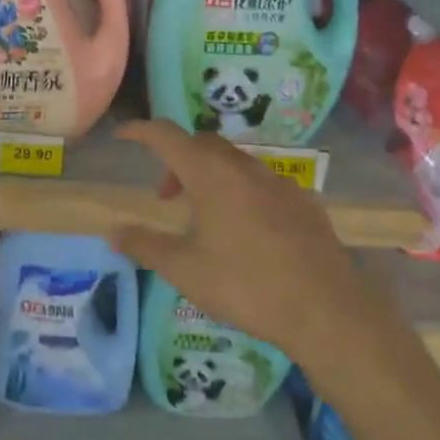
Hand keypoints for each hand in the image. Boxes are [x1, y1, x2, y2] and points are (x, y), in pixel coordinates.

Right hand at [112, 121, 382, 370]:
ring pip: (235, 162)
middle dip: (177, 159)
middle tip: (165, 197)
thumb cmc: (246, 286)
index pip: (167, 136)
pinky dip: (241, 191)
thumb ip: (145, 246)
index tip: (123, 135)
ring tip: (203, 217)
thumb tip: (113, 231)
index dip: (141, 131)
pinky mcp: (304, 201)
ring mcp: (279, 181)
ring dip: (210, 176)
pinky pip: (262, 183)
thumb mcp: (185, 270)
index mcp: (211, 175)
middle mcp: (245, 167)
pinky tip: (246, 230)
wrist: (326, 308)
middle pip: (203, 145)